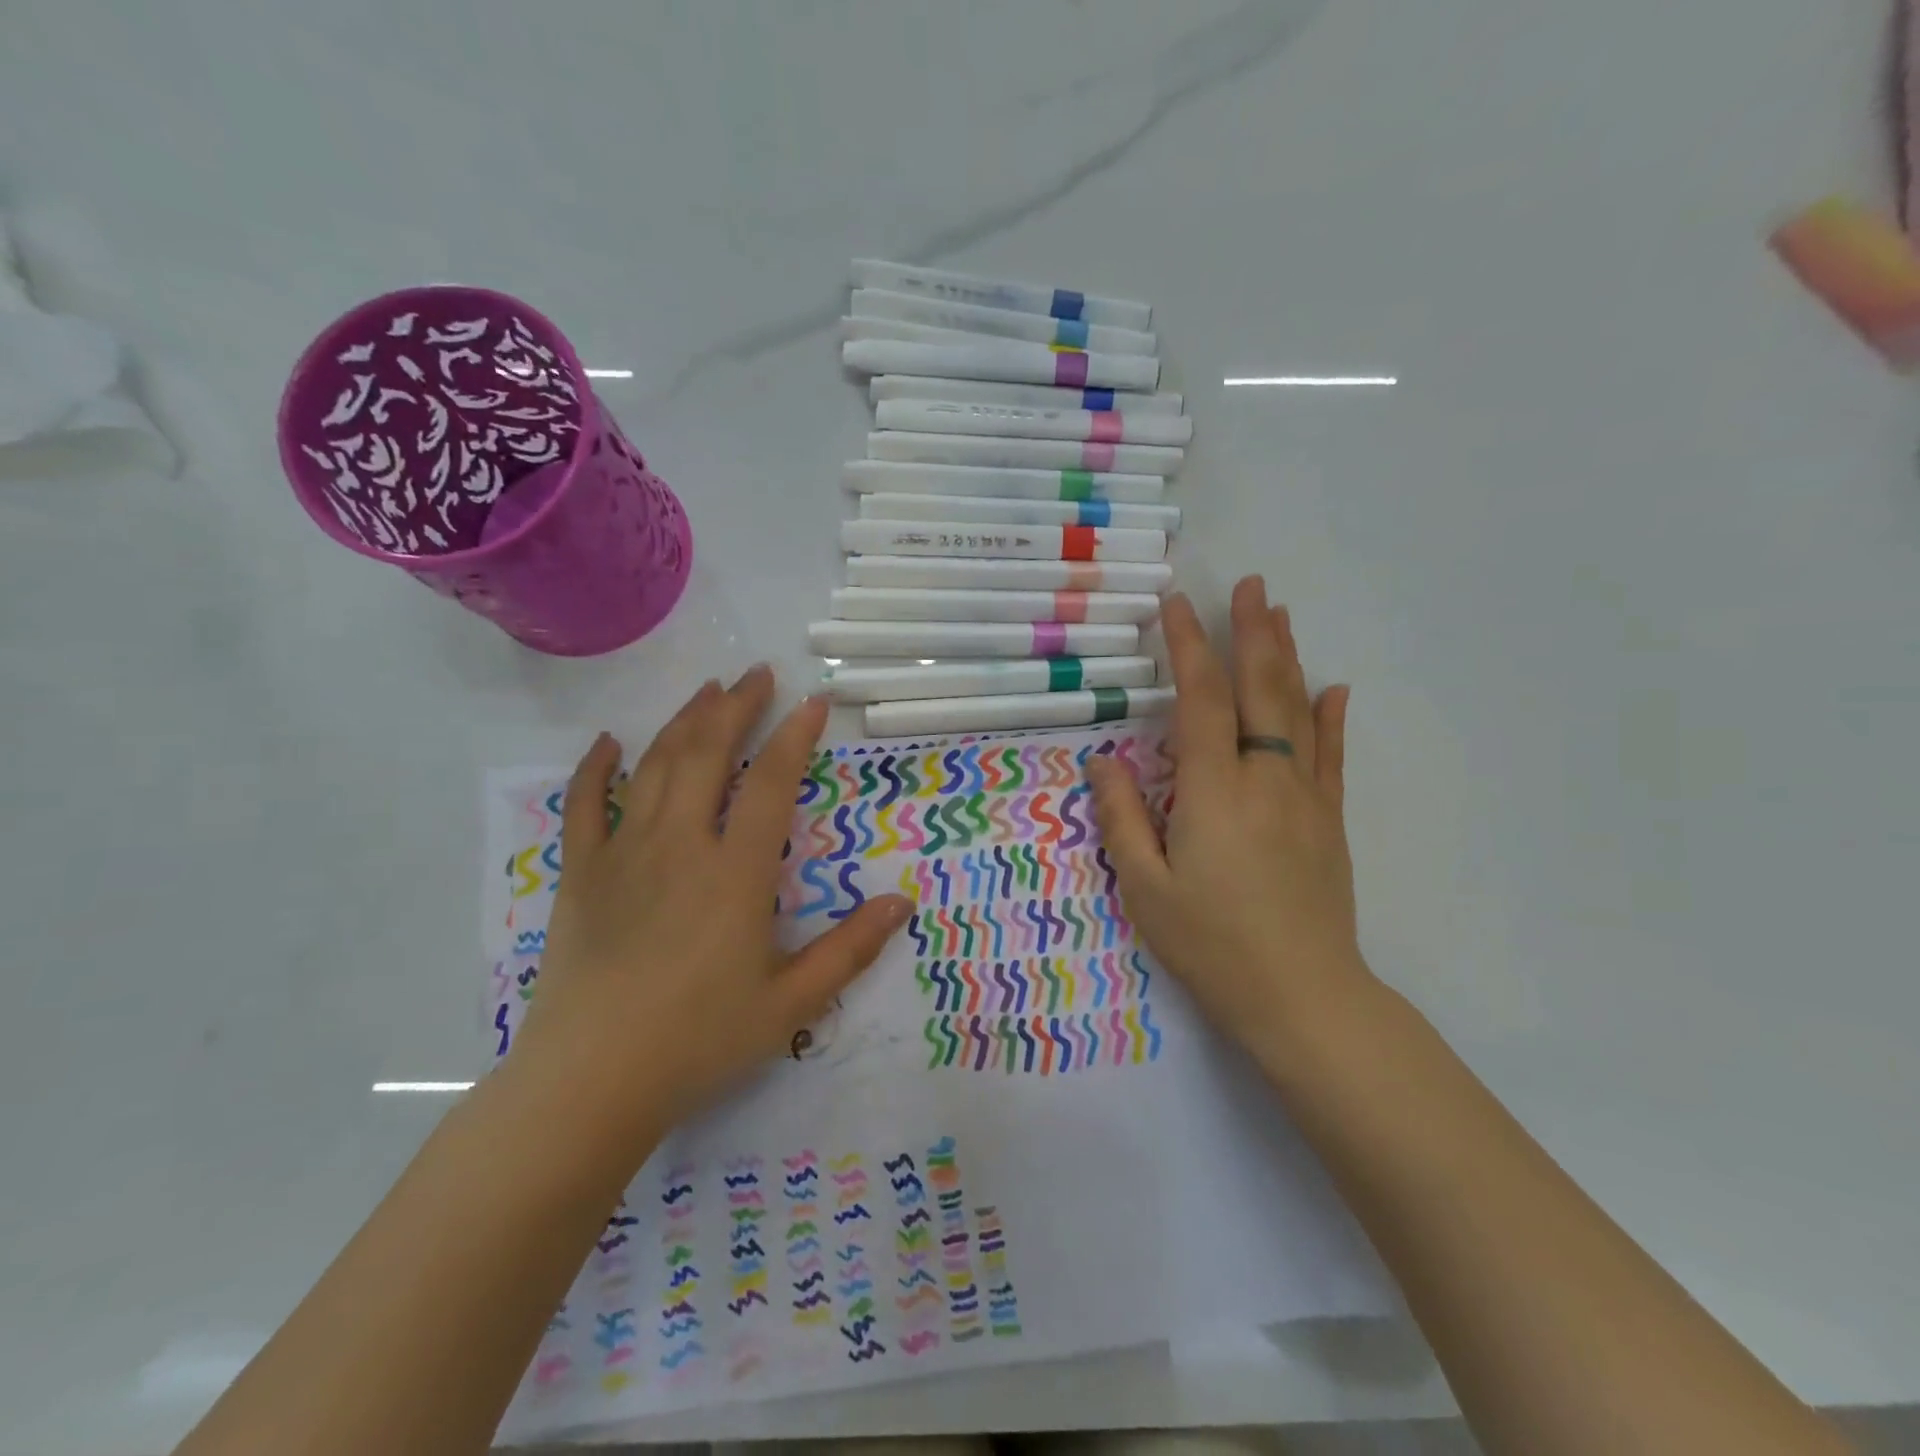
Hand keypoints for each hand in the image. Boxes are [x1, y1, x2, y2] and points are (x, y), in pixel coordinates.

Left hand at [510, 667, 911, 1156]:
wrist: (590, 1082)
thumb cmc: (699, 1041)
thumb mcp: (791, 1003)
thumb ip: (850, 949)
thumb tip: (902, 902)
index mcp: (736, 873)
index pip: (771, 784)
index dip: (795, 736)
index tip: (813, 701)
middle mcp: (680, 845)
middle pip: (708, 754)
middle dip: (736, 708)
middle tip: (757, 674)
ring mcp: (624, 854)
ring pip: (654, 766)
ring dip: (684, 722)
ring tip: (708, 691)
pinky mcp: (581, 874)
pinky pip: (583, 806)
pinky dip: (595, 768)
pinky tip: (609, 742)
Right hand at [1087, 578, 1373, 1069]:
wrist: (1302, 996)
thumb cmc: (1210, 943)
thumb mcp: (1145, 887)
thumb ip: (1122, 817)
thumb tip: (1104, 759)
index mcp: (1213, 791)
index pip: (1199, 700)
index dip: (1188, 647)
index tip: (1176, 606)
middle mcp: (1264, 778)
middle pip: (1259, 690)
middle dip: (1252, 632)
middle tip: (1250, 584)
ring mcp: (1304, 796)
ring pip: (1298, 711)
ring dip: (1287, 658)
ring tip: (1281, 614)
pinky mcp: (1329, 820)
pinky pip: (1331, 756)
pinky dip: (1331, 717)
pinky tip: (1334, 687)